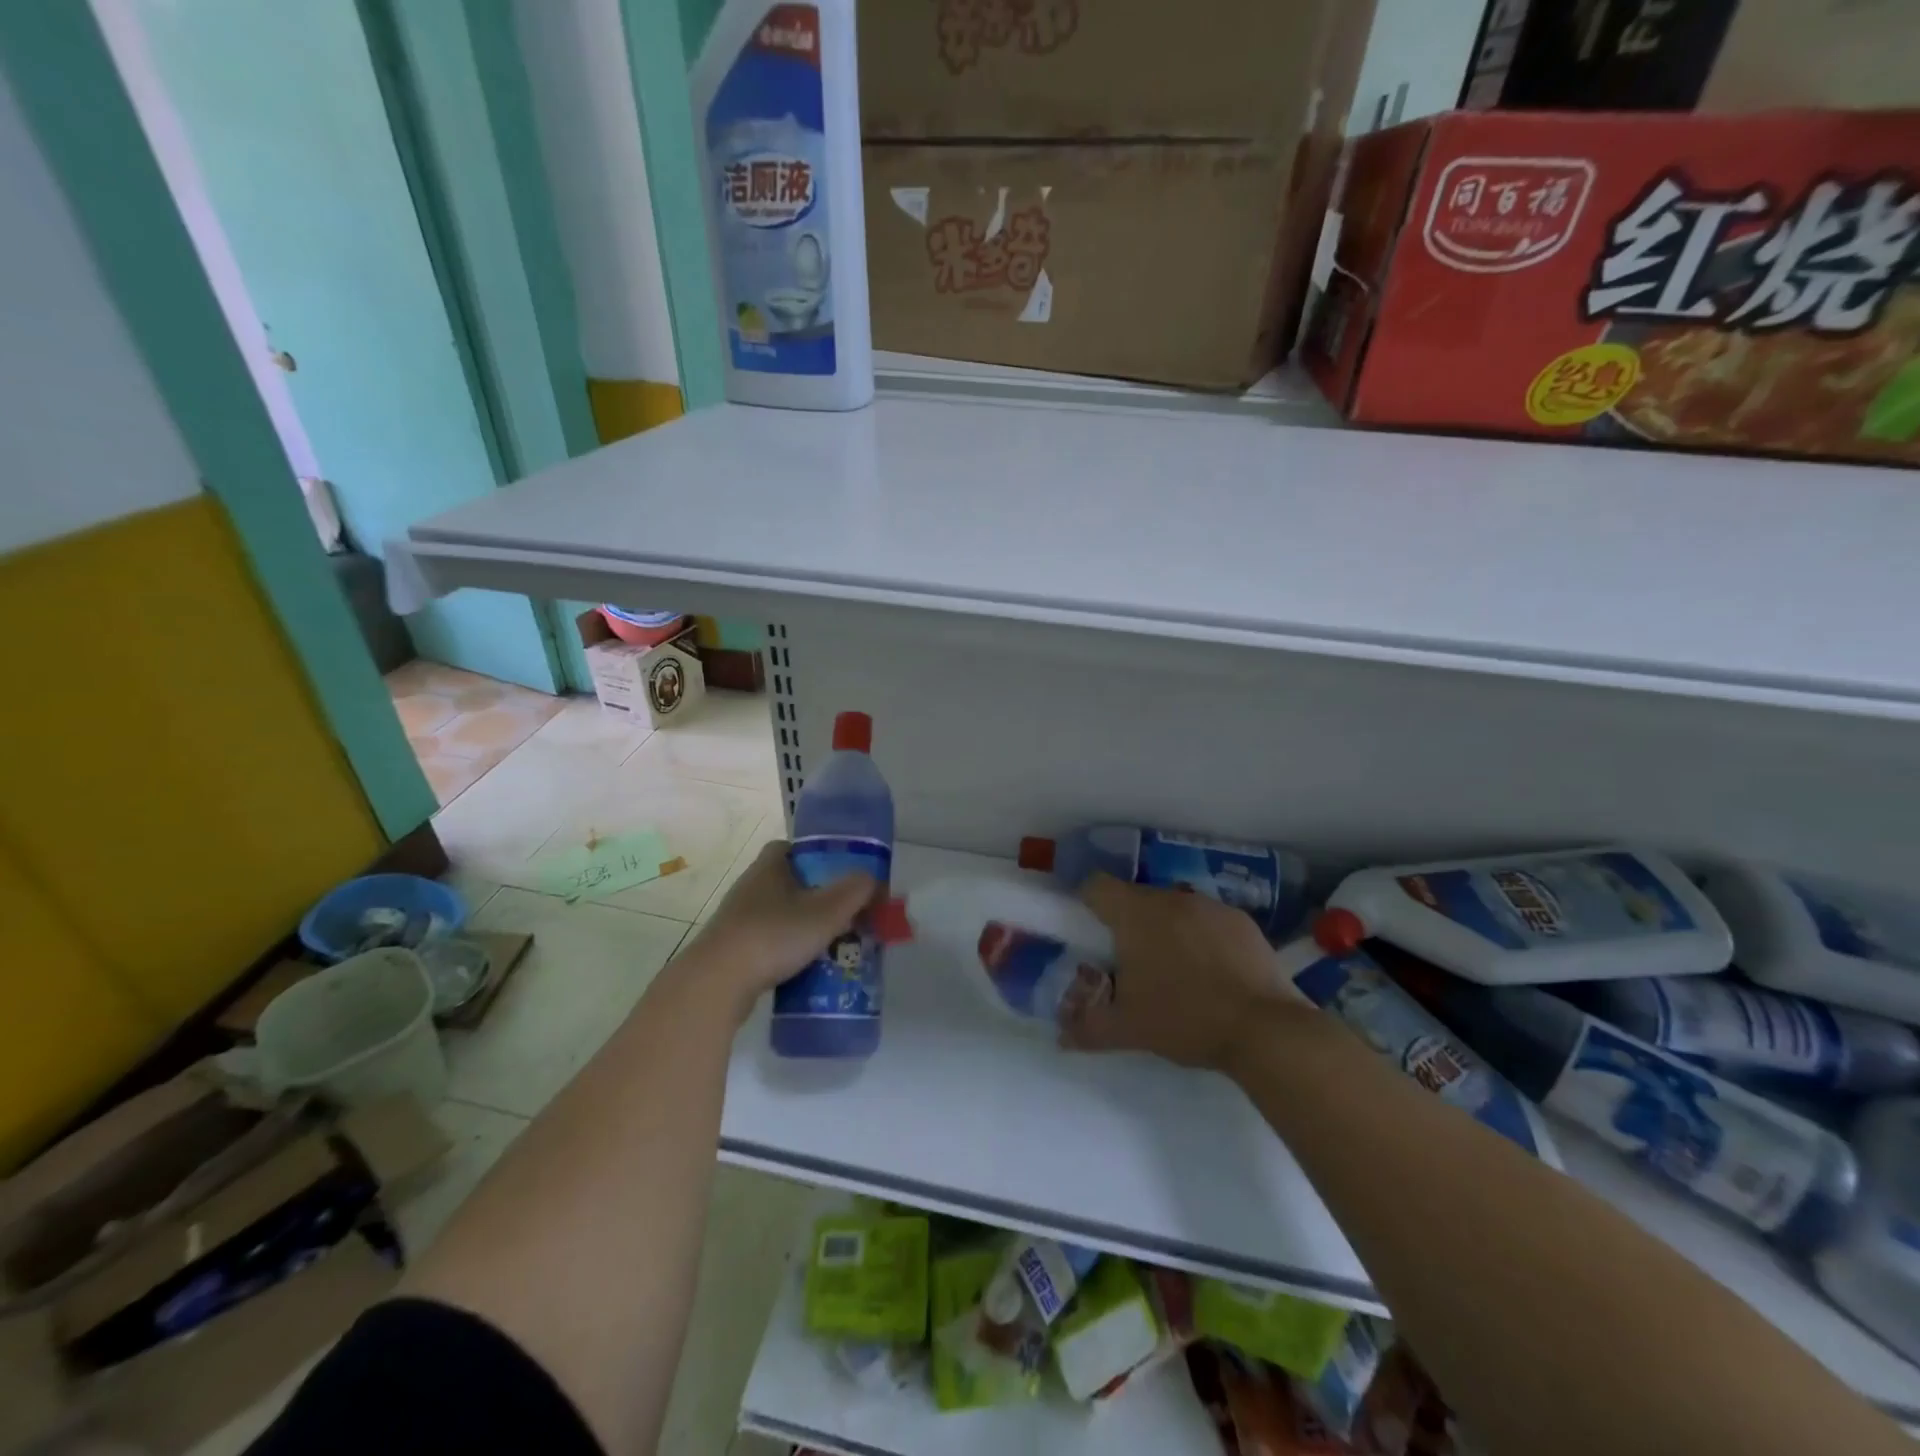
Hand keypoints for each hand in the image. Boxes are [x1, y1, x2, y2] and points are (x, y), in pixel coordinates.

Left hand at [667, 840, 876, 1021]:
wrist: (718, 982)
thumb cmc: (775, 935)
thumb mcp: (828, 910)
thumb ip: (856, 890)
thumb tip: (872, 880)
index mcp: (769, 866)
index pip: (791, 848)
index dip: (817, 856)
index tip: (839, 874)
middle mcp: (750, 886)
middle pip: (789, 882)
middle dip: (816, 896)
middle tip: (844, 913)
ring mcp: (737, 918)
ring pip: (779, 913)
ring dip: (802, 925)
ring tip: (831, 944)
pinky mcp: (732, 948)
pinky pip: (767, 941)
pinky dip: (786, 949)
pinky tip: (804, 967)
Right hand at [1059, 874, 1304, 1072]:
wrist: (1265, 1029)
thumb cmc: (1185, 1019)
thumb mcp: (1127, 1029)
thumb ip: (1087, 1027)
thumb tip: (1060, 1035)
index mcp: (1136, 914)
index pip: (1096, 886)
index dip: (1086, 903)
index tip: (1089, 933)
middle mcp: (1171, 897)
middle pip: (1136, 897)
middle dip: (1128, 924)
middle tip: (1131, 963)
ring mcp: (1211, 906)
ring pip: (1174, 907)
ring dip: (1166, 929)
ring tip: (1175, 970)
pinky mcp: (1243, 921)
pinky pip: (1208, 920)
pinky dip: (1202, 937)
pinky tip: (1213, 973)